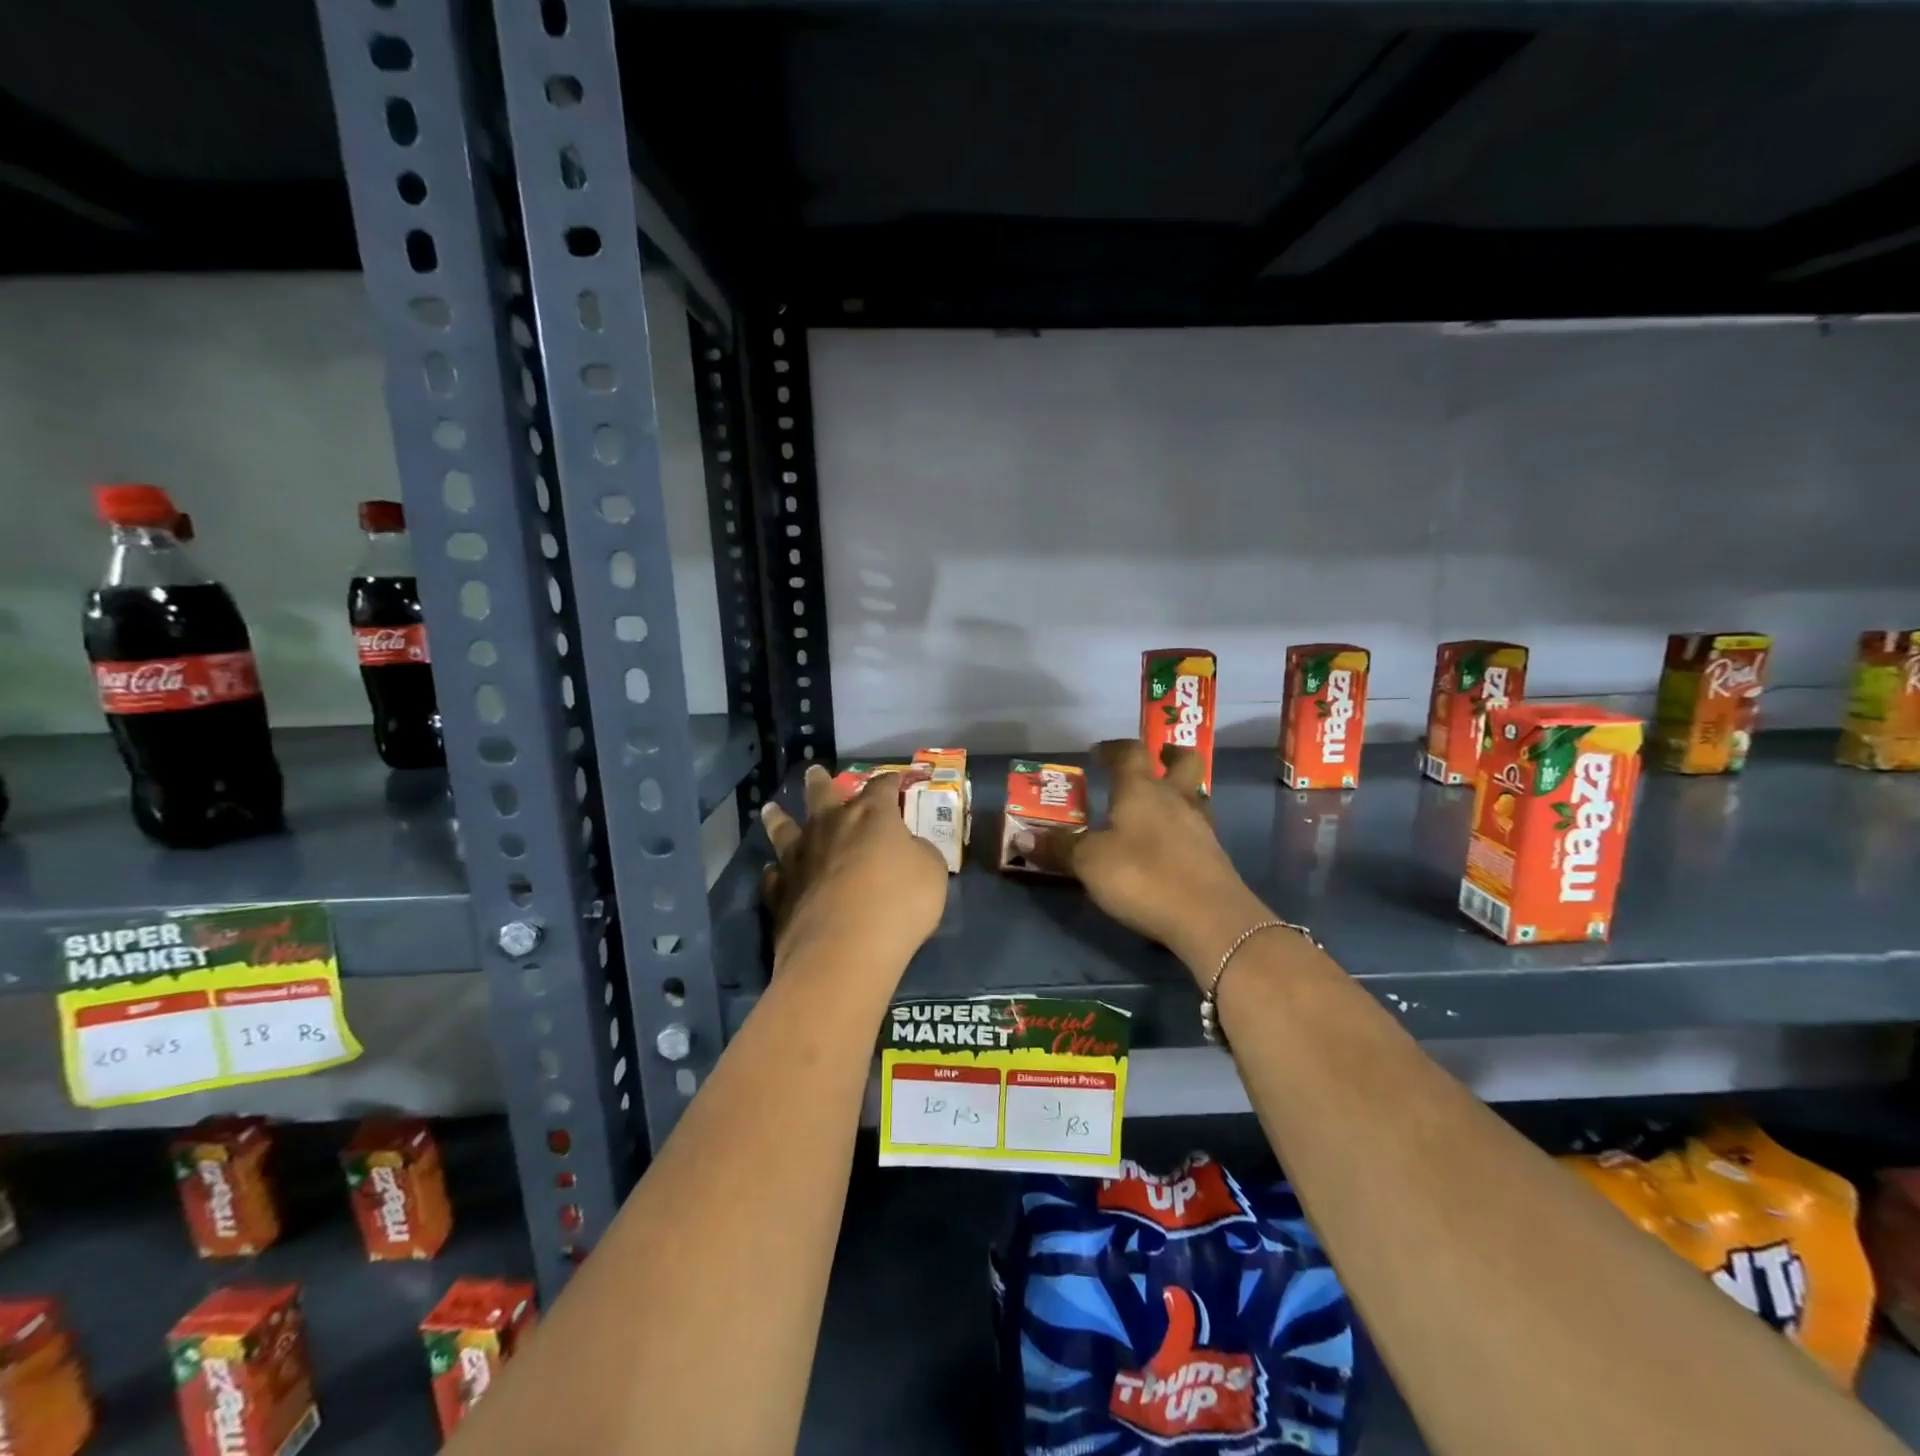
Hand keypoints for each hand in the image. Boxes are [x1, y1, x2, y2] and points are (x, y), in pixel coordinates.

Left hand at [760, 765, 947, 973]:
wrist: (843, 950)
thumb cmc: (898, 904)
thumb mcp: (932, 873)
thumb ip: (920, 853)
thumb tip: (909, 848)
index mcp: (871, 816)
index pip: (882, 787)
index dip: (890, 781)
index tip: (895, 779)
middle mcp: (830, 826)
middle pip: (821, 794)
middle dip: (820, 781)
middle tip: (814, 771)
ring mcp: (799, 858)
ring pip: (784, 829)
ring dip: (778, 817)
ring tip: (771, 809)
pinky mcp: (780, 892)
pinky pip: (774, 875)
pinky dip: (775, 871)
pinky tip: (774, 871)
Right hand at [1016, 740, 1270, 979]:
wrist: (1210, 918)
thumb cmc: (1143, 876)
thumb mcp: (1089, 863)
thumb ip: (1058, 848)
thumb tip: (1020, 837)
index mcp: (1141, 790)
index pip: (1130, 753)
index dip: (1114, 748)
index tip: (1099, 751)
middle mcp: (1176, 799)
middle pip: (1183, 762)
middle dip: (1168, 755)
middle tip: (1156, 759)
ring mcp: (1201, 827)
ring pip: (1195, 795)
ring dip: (1180, 791)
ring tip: (1159, 804)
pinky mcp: (1214, 856)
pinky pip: (1198, 828)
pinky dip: (1184, 827)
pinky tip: (1170, 844)